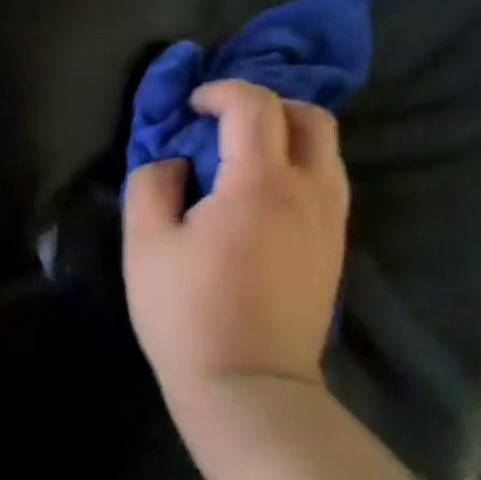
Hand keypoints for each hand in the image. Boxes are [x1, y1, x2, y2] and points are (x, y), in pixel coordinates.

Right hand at [122, 80, 348, 419]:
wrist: (249, 388)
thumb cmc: (188, 313)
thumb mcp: (145, 244)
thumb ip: (151, 184)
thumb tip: (174, 162)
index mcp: (259, 183)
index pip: (254, 105)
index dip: (220, 91)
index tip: (191, 108)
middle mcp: (309, 192)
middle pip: (311, 117)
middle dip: (267, 105)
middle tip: (225, 125)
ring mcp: (330, 223)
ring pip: (327, 150)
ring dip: (287, 136)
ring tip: (243, 158)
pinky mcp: (335, 249)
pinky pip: (327, 184)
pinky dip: (299, 168)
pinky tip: (262, 197)